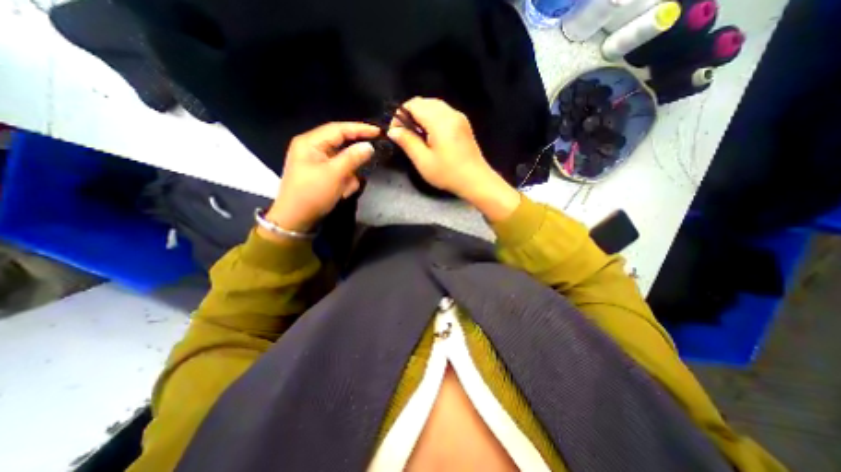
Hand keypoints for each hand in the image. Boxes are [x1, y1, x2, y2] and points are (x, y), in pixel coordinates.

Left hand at [266, 119, 377, 233]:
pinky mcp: (321, 174)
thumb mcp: (335, 174)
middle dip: (353, 162)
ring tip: (344, 190)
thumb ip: (353, 157)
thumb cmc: (312, 194)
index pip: (339, 129)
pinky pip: (339, 173)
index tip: (378, 132)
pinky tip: (340, 193)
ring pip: (343, 162)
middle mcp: (312, 148)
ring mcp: (317, 162)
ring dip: (348, 176)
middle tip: (367, 165)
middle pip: (341, 146)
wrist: (296, 220)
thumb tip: (369, 146)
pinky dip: (343, 182)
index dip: (360, 129)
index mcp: (310, 142)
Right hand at [387, 98, 518, 221]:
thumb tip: (393, 131)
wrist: (476, 180)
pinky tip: (431, 136)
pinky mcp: (463, 124)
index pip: (414, 104)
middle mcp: (451, 113)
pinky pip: (443, 113)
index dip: (400, 115)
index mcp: (440, 121)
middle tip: (405, 135)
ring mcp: (459, 117)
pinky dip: (432, 119)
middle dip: (410, 115)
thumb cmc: (448, 174)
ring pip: (434, 106)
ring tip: (417, 136)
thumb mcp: (423, 161)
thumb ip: (407, 142)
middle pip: (424, 102)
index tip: (396, 133)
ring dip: (421, 116)